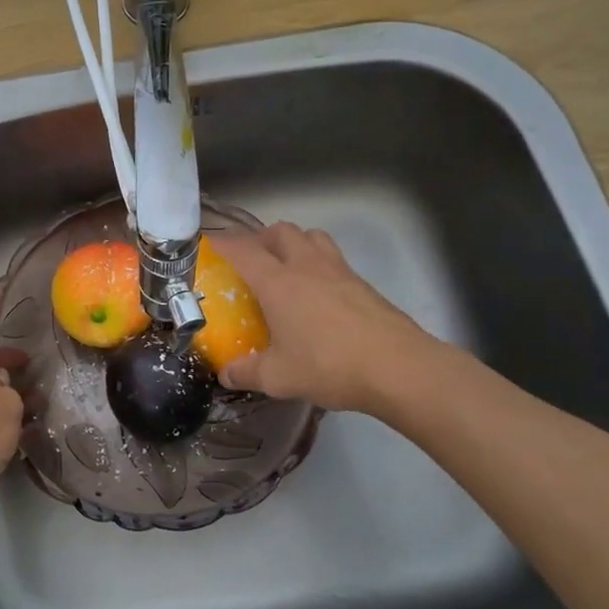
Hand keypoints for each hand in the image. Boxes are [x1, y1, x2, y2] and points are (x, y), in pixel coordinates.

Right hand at [215, 223, 438, 414]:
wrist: (398, 367)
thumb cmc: (329, 365)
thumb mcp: (278, 377)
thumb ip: (247, 373)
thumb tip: (225, 374)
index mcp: (278, 282)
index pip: (243, 250)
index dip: (223, 243)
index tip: (210, 244)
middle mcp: (306, 266)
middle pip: (280, 231)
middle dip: (260, 238)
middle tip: (250, 258)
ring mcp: (339, 271)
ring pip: (311, 237)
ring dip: (294, 243)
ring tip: (286, 267)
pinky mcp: (362, 283)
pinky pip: (333, 259)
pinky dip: (318, 264)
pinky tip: (318, 295)